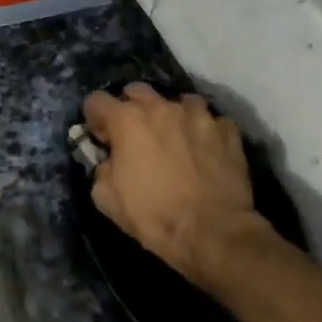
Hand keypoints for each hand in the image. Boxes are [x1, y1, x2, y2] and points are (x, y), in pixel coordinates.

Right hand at [82, 84, 277, 293]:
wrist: (212, 231)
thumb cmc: (153, 215)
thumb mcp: (106, 199)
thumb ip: (101, 169)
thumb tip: (109, 161)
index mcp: (127, 121)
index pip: (97, 100)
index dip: (94, 119)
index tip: (100, 139)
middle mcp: (162, 108)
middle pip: (137, 91)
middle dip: (129, 108)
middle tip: (133, 135)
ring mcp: (200, 115)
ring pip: (177, 102)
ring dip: (169, 116)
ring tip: (172, 139)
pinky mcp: (227, 130)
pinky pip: (209, 121)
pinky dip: (201, 131)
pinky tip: (202, 151)